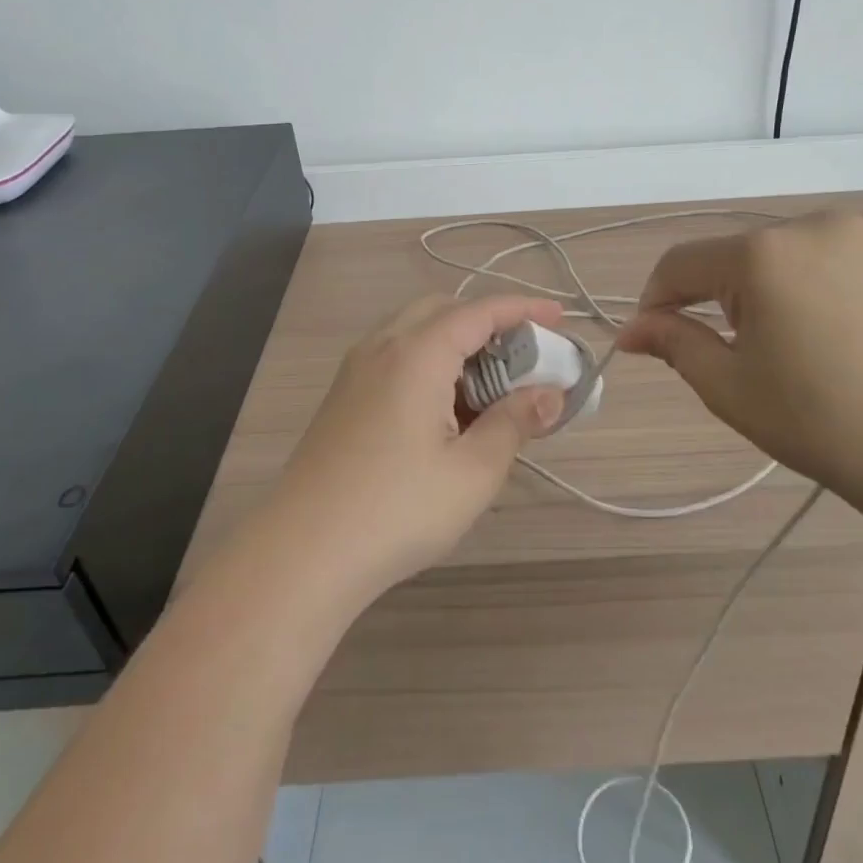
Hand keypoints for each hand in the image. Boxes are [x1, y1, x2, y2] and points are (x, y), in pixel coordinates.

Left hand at [272, 294, 566, 595]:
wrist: (303, 553)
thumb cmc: (398, 509)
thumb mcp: (474, 470)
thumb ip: (515, 422)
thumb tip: (550, 395)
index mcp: (416, 354)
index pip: (479, 311)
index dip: (522, 309)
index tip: (559, 317)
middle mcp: (381, 349)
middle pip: (442, 311)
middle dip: (487, 323)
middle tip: (522, 358)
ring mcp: (354, 373)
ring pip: (414, 334)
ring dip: (456, 345)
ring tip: (487, 390)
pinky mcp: (342, 400)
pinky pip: (393, 359)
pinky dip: (428, 365)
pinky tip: (444, 413)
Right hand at [617, 211, 862, 517]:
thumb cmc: (822, 423)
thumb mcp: (729, 388)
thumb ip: (673, 344)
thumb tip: (631, 328)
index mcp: (761, 254)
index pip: (681, 263)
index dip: (658, 300)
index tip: (658, 338)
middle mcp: (816, 226)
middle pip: (744, 257)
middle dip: (728, 299)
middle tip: (748, 358)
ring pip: (802, 258)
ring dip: (786, 292)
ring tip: (813, 352)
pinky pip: (856, 266)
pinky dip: (840, 294)